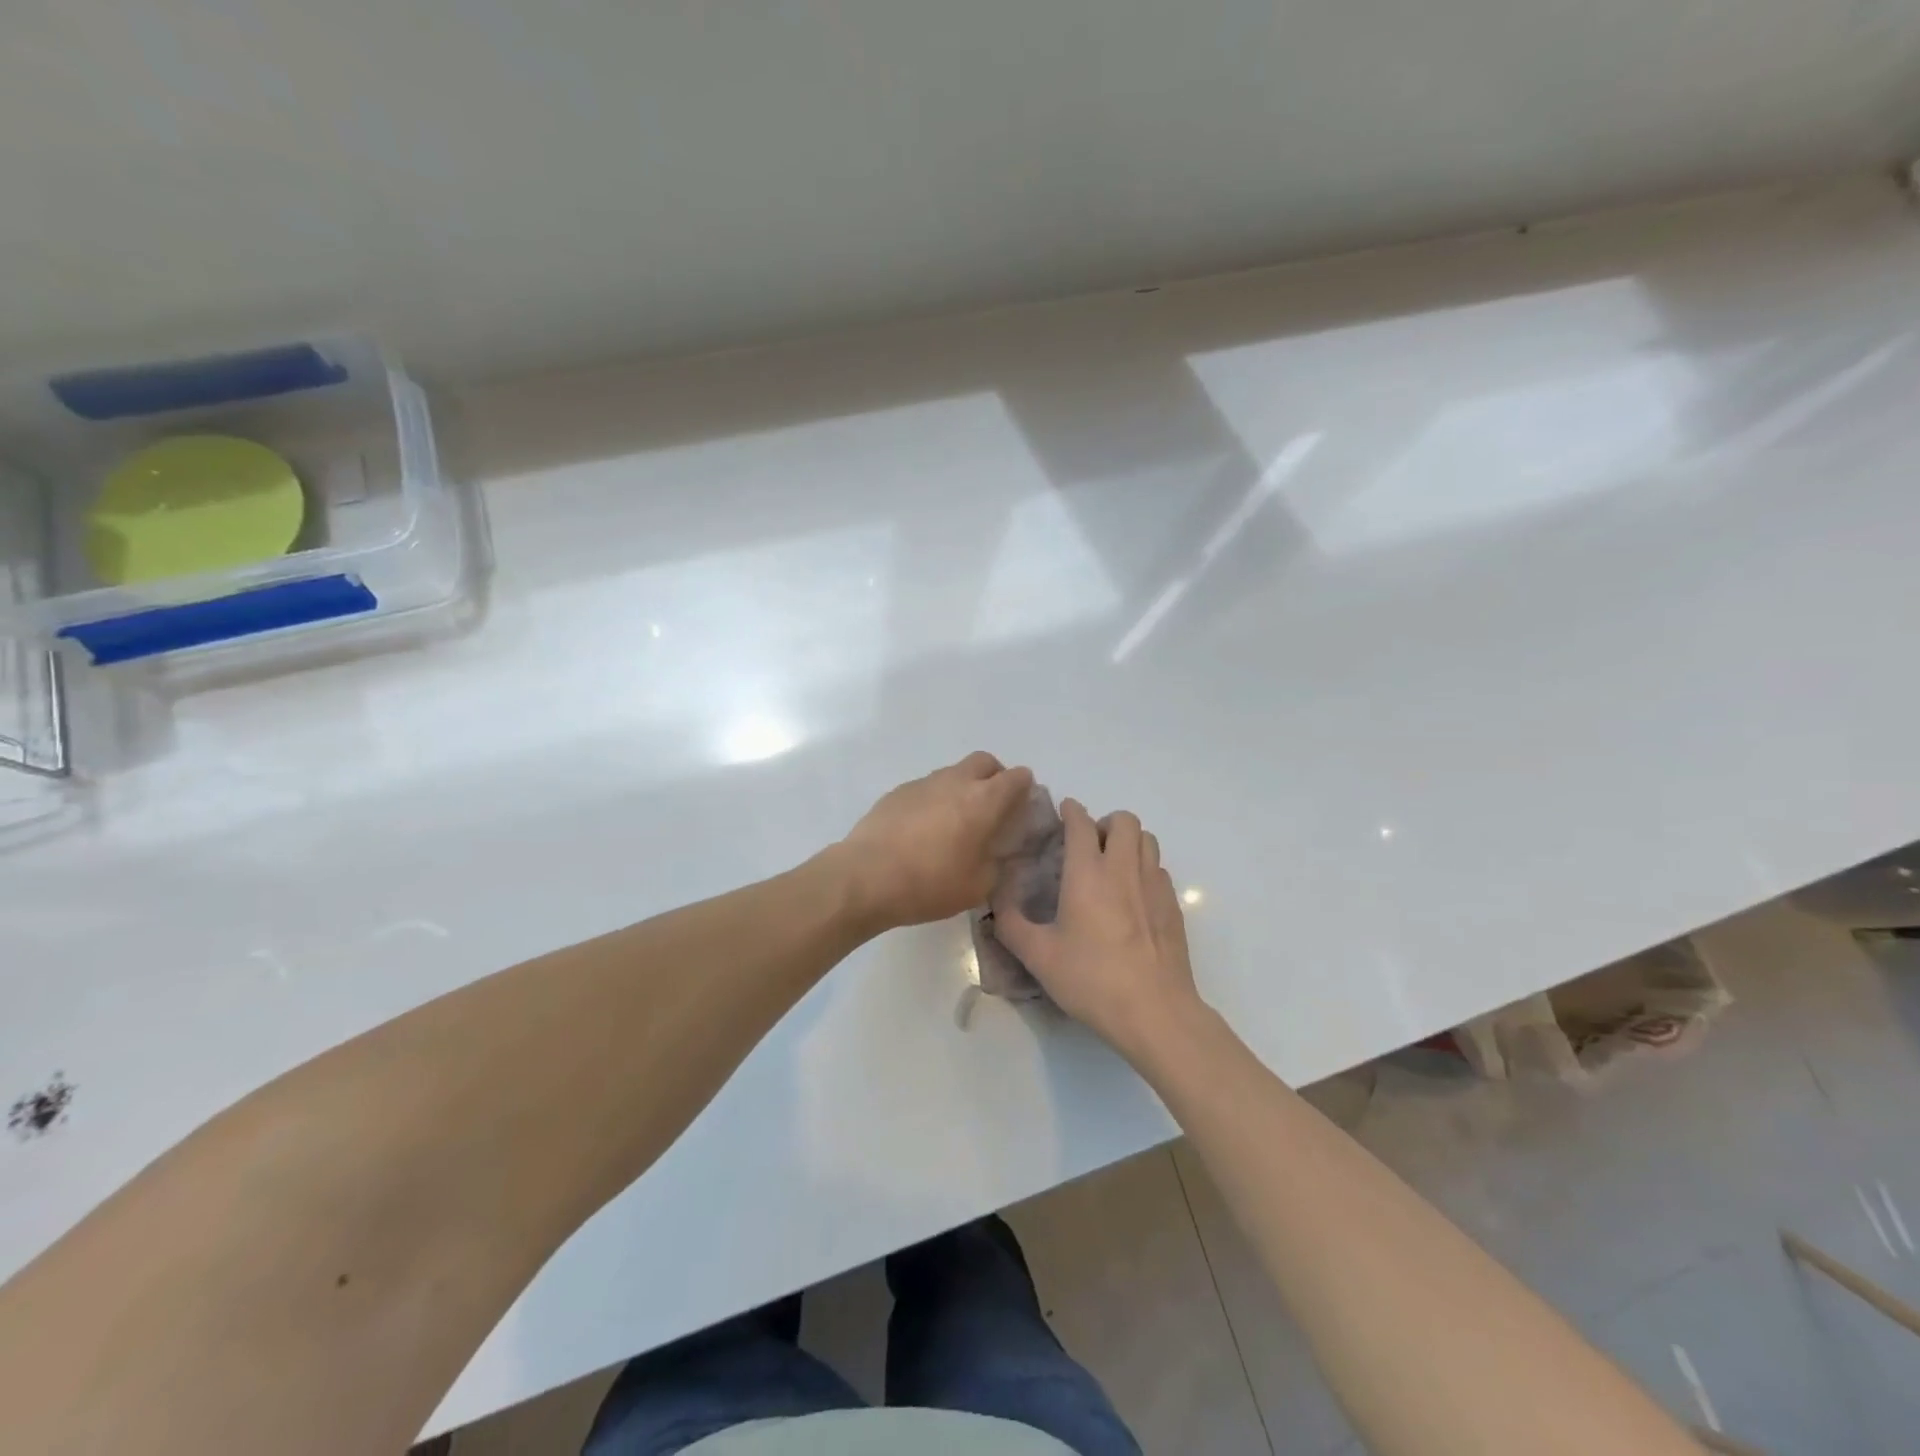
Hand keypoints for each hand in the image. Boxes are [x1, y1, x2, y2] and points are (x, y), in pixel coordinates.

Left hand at [832, 752, 1035, 932]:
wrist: (866, 877)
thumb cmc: (930, 883)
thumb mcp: (979, 885)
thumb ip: (997, 862)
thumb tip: (998, 851)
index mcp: (984, 800)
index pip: (1017, 777)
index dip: (1025, 790)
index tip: (1021, 811)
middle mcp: (956, 781)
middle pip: (985, 762)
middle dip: (995, 778)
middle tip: (992, 809)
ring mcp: (923, 783)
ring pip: (954, 773)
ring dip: (963, 788)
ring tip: (955, 824)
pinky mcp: (897, 792)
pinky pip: (927, 788)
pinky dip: (935, 800)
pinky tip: (924, 831)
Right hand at [994, 801, 1204, 1059]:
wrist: (1154, 1011)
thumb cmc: (1092, 979)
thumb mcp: (1039, 957)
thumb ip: (1011, 925)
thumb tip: (995, 903)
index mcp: (1087, 874)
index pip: (1081, 823)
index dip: (1071, 811)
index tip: (1063, 811)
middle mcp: (1123, 869)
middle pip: (1123, 820)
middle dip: (1104, 822)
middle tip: (1088, 845)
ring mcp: (1154, 885)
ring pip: (1147, 839)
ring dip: (1128, 841)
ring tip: (1112, 864)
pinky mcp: (1173, 906)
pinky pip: (1159, 869)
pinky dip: (1144, 868)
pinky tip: (1133, 896)